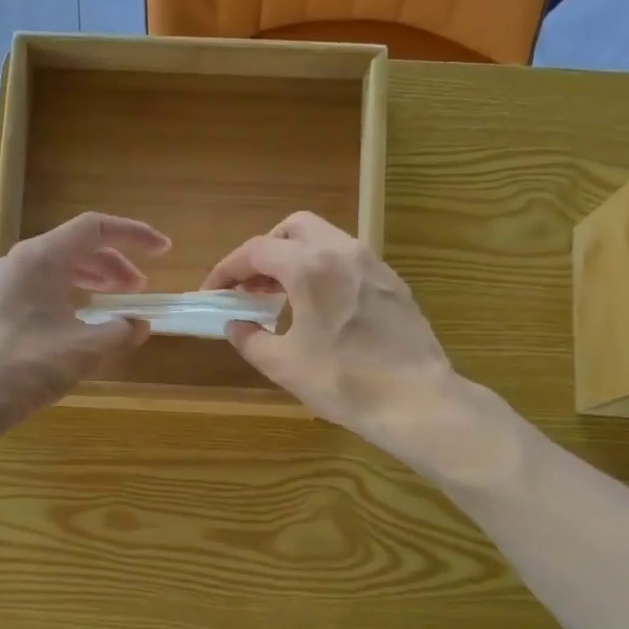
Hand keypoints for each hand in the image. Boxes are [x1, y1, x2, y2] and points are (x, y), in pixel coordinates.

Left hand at [0, 212, 169, 437]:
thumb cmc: (25, 367)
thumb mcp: (84, 350)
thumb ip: (120, 332)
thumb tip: (140, 324)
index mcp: (40, 258)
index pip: (95, 229)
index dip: (134, 235)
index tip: (164, 250)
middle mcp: (18, 262)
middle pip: (75, 248)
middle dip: (114, 265)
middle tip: (139, 290)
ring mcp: (0, 287)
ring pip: (56, 271)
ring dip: (91, 282)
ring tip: (114, 305)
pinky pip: (39, 291)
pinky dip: (68, 298)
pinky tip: (78, 325)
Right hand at [202, 211, 454, 441]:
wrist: (415, 399)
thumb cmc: (343, 381)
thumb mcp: (284, 365)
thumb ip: (250, 339)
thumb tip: (234, 325)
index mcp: (310, 267)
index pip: (257, 251)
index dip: (227, 268)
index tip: (213, 291)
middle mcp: (343, 251)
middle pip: (294, 228)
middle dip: (265, 250)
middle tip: (250, 285)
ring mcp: (373, 264)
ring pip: (326, 239)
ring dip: (296, 258)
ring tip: (281, 296)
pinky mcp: (393, 282)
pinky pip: (349, 260)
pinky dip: (324, 270)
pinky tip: (320, 307)